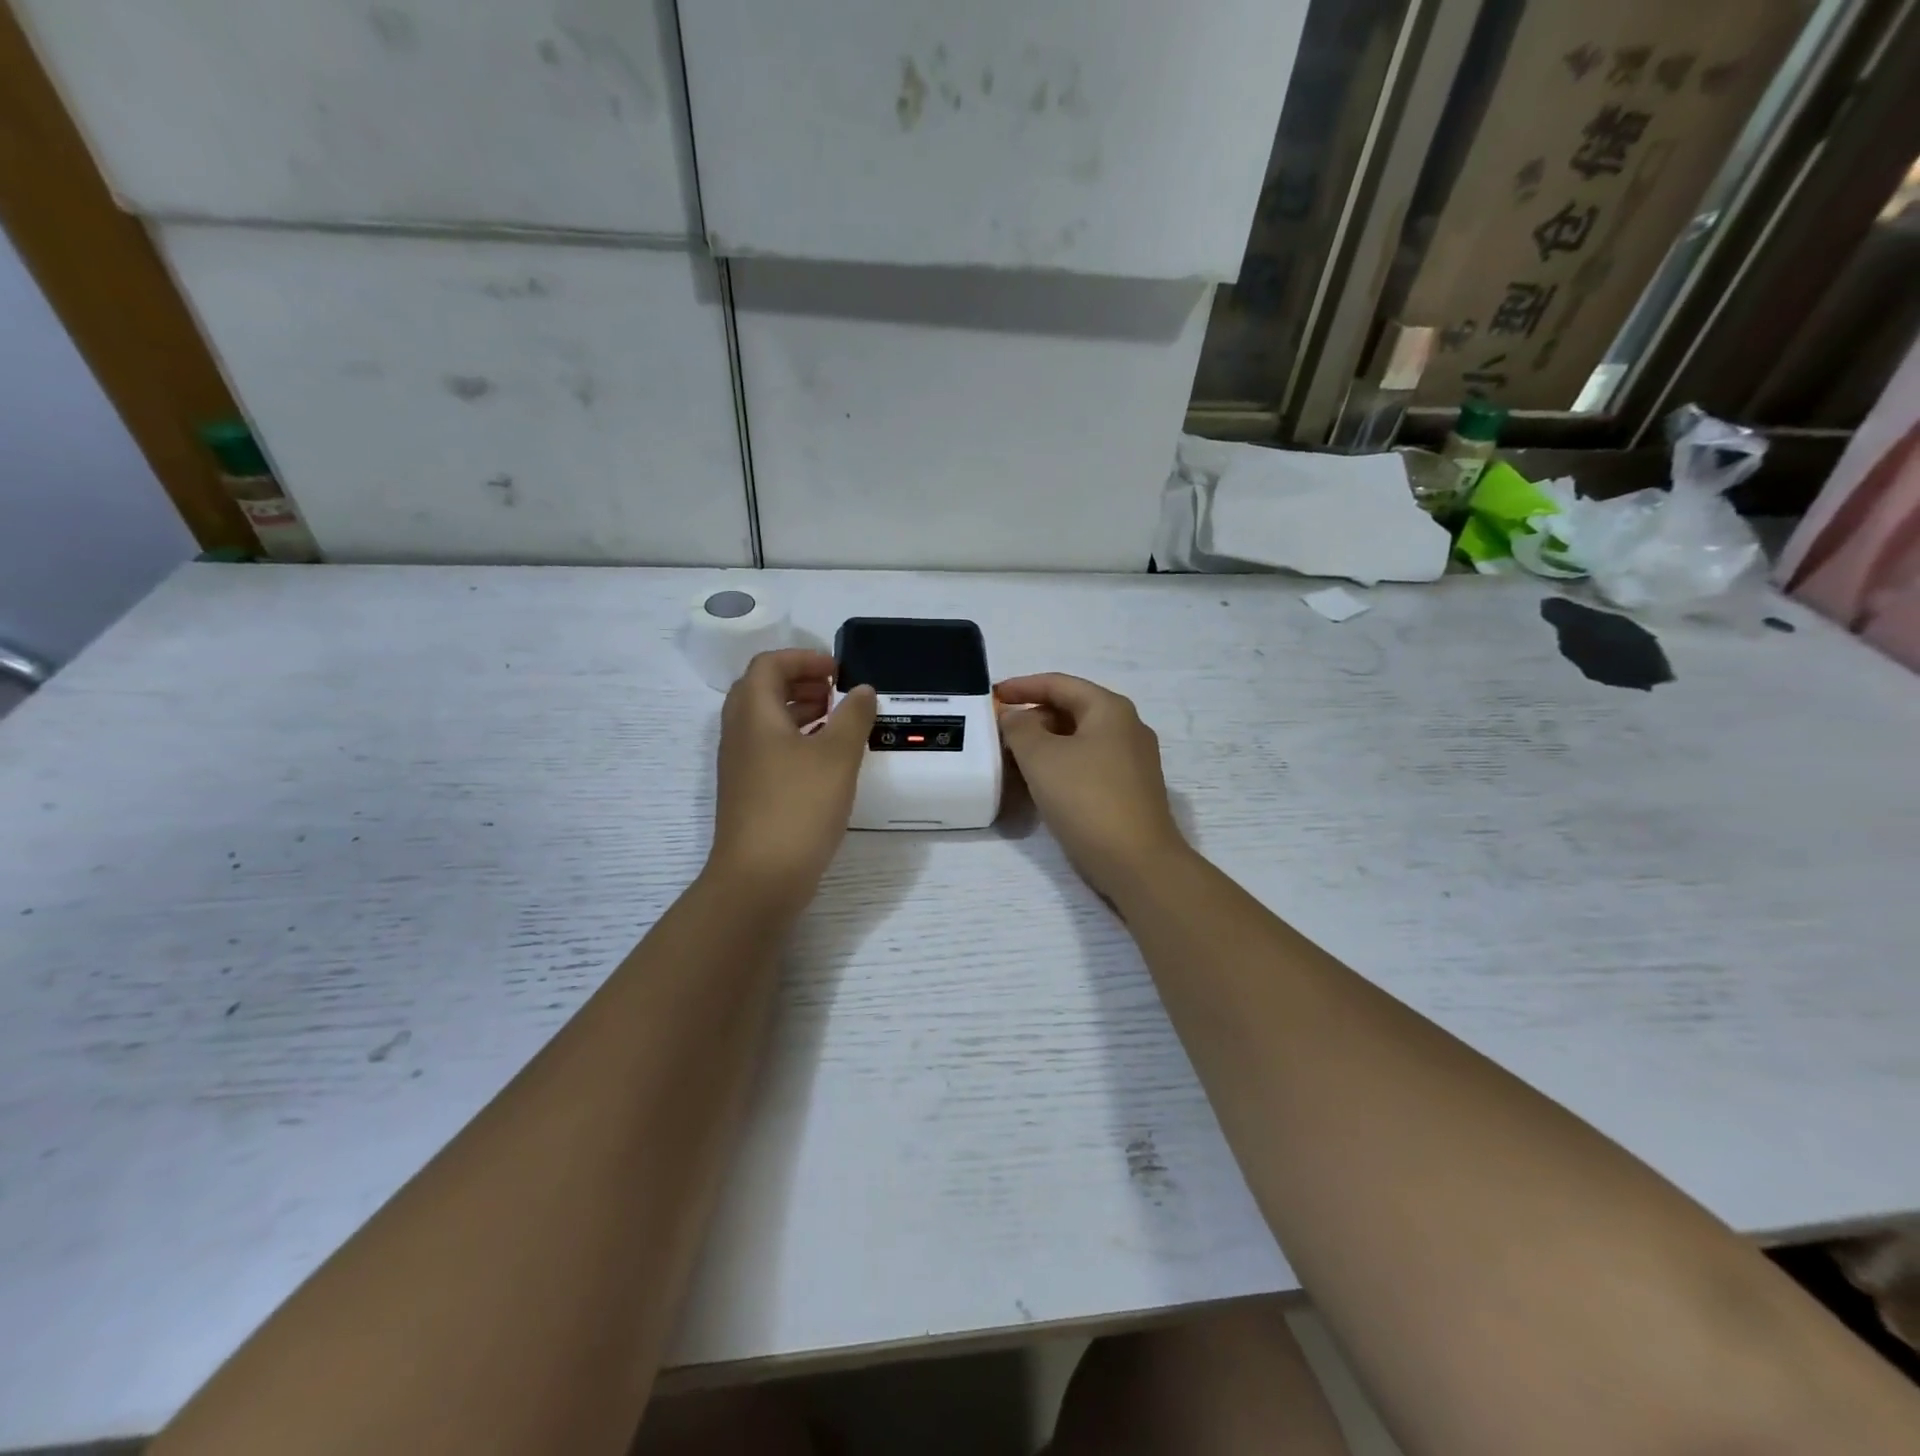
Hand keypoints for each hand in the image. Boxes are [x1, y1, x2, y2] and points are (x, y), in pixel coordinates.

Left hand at [707, 650, 876, 912]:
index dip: (803, 658)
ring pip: (765, 721)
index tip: (838, 671)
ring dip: (799, 710)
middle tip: (837, 692)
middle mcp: (739, 732)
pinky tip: (824, 759)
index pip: (769, 665)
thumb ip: (853, 716)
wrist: (760, 877)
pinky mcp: (747, 791)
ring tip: (836, 721)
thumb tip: (863, 690)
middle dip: (800, 681)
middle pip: (762, 689)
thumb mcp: (837, 756)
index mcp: (754, 713)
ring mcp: (740, 764)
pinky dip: (795, 739)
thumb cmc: (798, 807)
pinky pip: (768, 748)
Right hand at [996, 674, 1188, 901]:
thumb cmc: (1086, 799)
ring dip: (1044, 744)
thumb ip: (1020, 728)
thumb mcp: (1041, 757)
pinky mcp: (1131, 790)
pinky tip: (1040, 784)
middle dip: (1033, 718)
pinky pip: (1088, 764)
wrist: (1137, 862)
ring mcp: (1133, 761)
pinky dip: (1061, 765)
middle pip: (1071, 710)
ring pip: (1079, 740)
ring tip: (1012, 759)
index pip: (1059, 684)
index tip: (993, 696)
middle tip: (999, 733)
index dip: (1023, 686)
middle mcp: (1127, 728)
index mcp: (1110, 709)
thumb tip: (1015, 717)